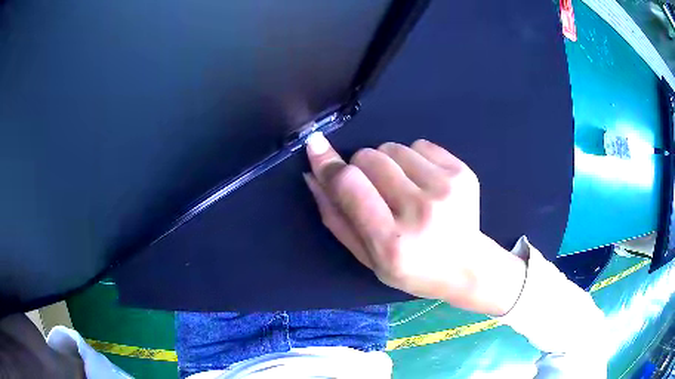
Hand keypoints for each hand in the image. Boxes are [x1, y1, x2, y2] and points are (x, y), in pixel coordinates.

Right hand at [304, 133, 525, 315]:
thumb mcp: (366, 257)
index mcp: (392, 241)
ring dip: (388, 163)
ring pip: (392, 147)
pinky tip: (424, 184)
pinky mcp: (463, 173)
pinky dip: (413, 159)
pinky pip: (419, 144)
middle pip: (369, 157)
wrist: (466, 267)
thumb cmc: (411, 270)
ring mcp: (446, 188)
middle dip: (361, 168)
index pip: (350, 185)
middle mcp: (421, 211)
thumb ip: (335, 217)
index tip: (316, 147)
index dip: (329, 164)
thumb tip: (313, 174)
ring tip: (403, 189)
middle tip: (375, 191)